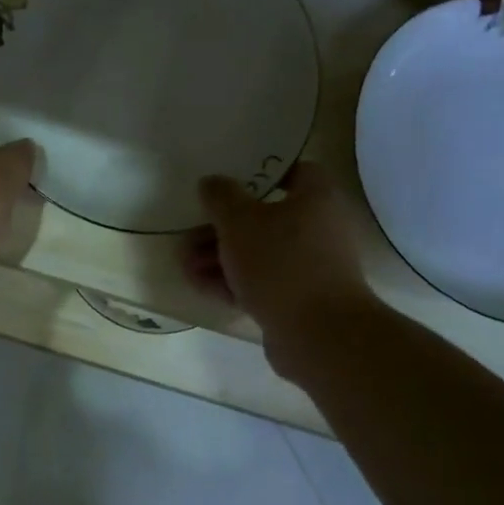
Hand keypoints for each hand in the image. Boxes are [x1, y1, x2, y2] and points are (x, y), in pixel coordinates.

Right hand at [187, 162, 375, 374]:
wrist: (317, 333)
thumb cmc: (280, 263)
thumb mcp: (239, 221)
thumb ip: (221, 197)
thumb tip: (211, 182)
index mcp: (316, 198)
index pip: (293, 171)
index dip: (259, 174)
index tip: (227, 183)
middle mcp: (318, 229)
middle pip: (265, 218)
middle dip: (223, 226)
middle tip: (190, 231)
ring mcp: (309, 268)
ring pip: (258, 253)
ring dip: (220, 256)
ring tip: (184, 263)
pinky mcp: (297, 300)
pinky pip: (260, 282)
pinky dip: (231, 281)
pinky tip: (198, 284)